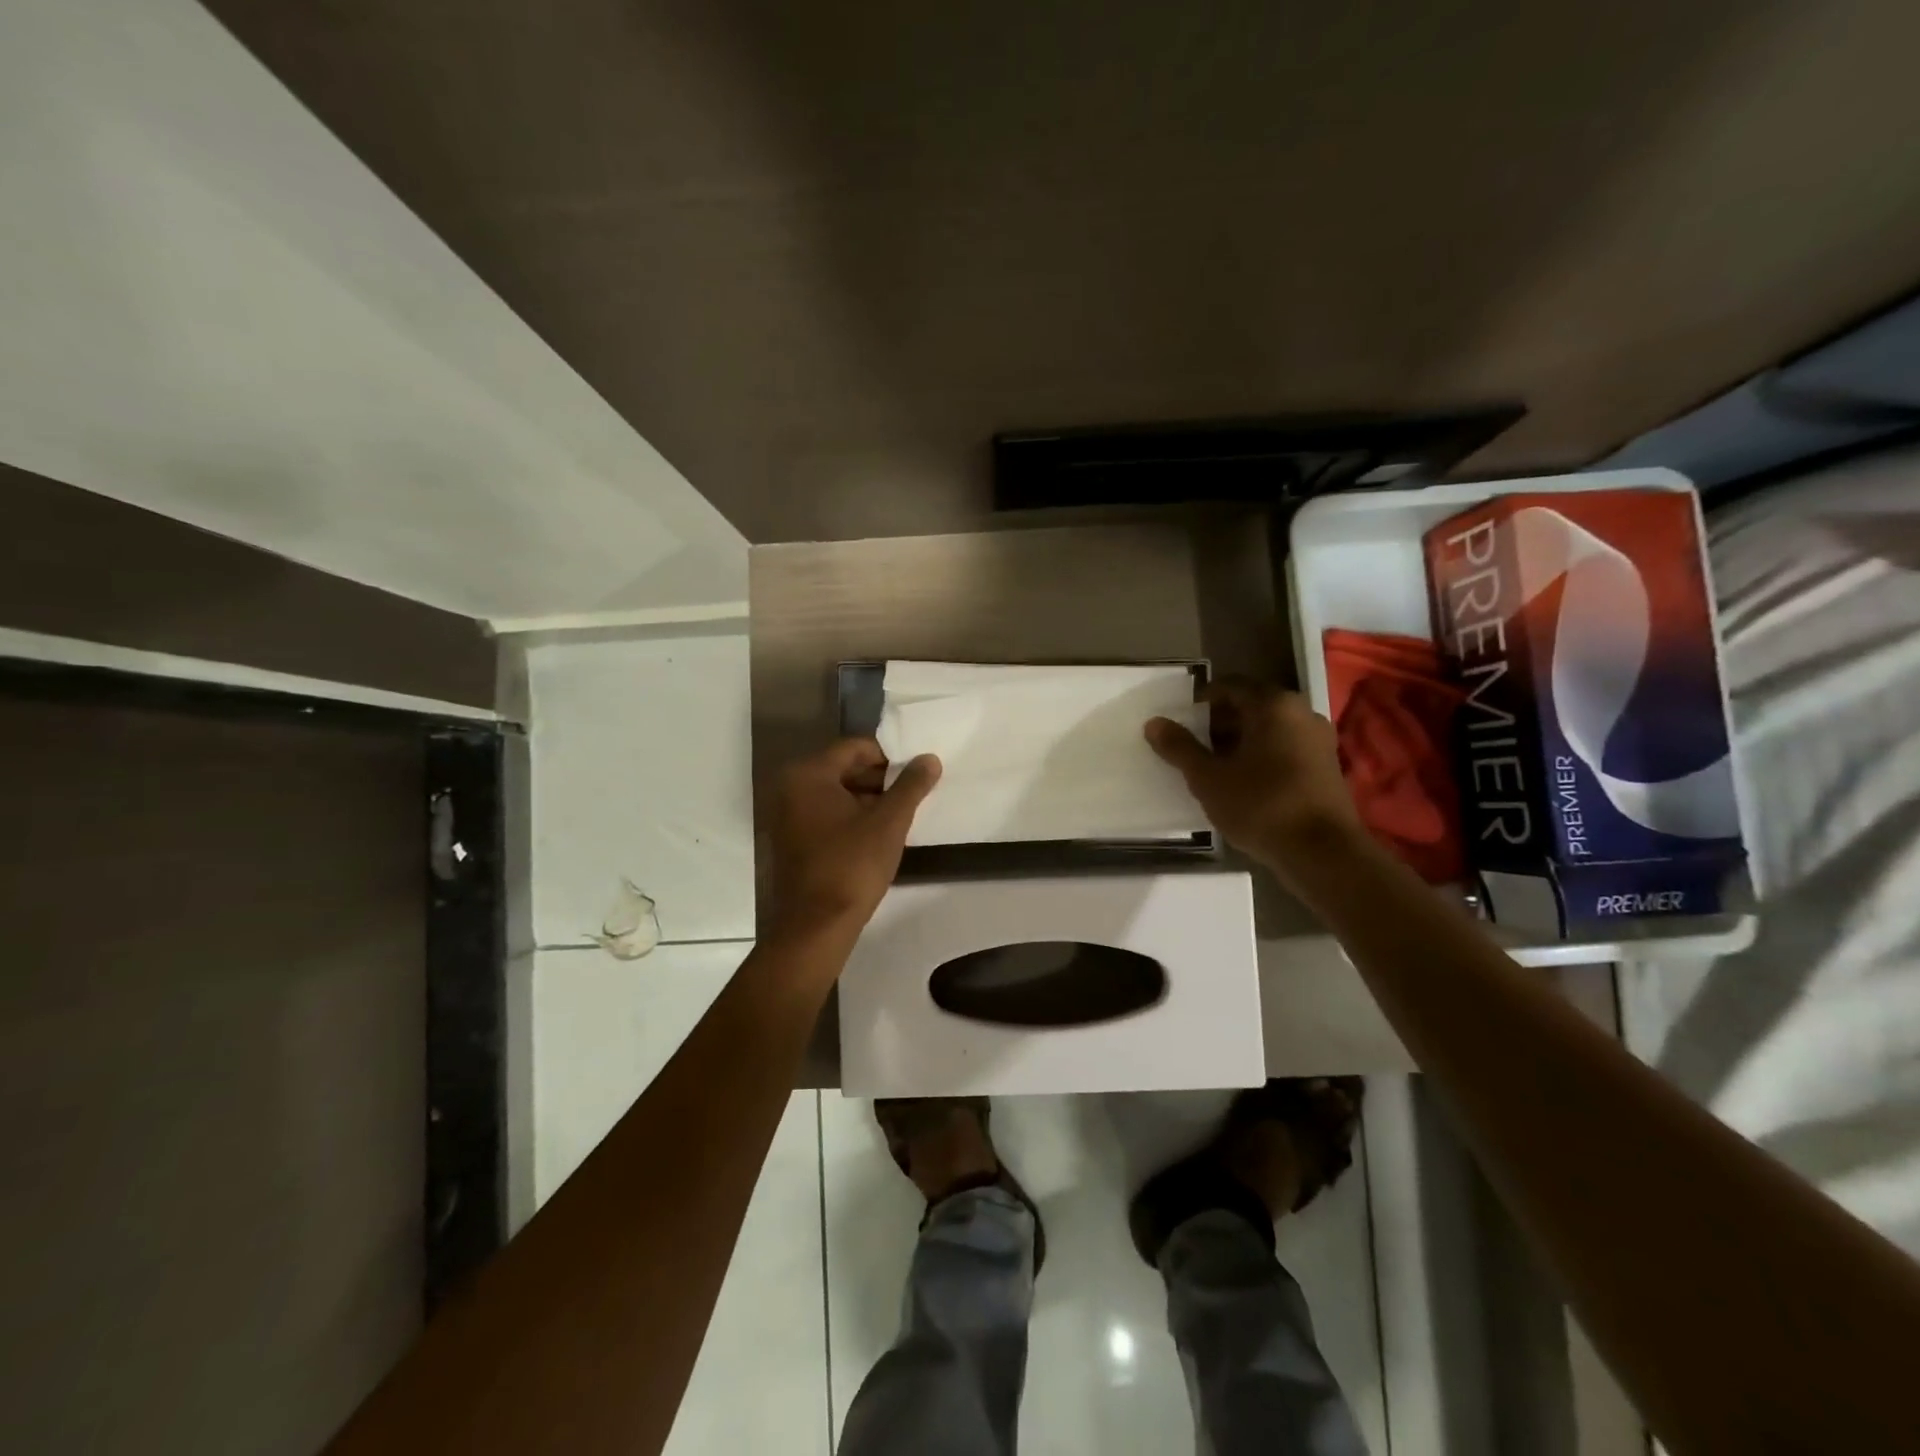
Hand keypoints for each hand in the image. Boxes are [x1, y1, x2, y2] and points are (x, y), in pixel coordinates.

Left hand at [767, 739, 941, 936]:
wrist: (816, 925)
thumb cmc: (852, 866)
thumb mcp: (889, 823)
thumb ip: (911, 786)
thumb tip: (929, 759)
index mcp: (809, 775)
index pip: (854, 748)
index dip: (888, 755)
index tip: (915, 770)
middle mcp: (790, 788)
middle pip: (842, 768)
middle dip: (879, 778)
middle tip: (912, 792)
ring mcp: (787, 815)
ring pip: (835, 793)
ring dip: (867, 798)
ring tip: (900, 813)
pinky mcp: (790, 839)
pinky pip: (825, 813)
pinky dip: (850, 816)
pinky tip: (877, 832)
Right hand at [1144, 677, 1363, 884]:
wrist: (1322, 853)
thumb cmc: (1261, 805)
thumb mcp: (1208, 778)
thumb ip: (1180, 748)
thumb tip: (1154, 723)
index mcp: (1273, 704)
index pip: (1229, 686)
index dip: (1201, 703)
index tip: (1181, 724)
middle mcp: (1301, 712)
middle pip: (1251, 706)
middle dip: (1219, 724)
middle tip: (1193, 747)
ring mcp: (1317, 739)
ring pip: (1268, 729)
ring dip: (1240, 742)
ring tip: (1213, 768)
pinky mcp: (1326, 765)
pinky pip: (1284, 747)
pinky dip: (1261, 756)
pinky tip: (1243, 783)